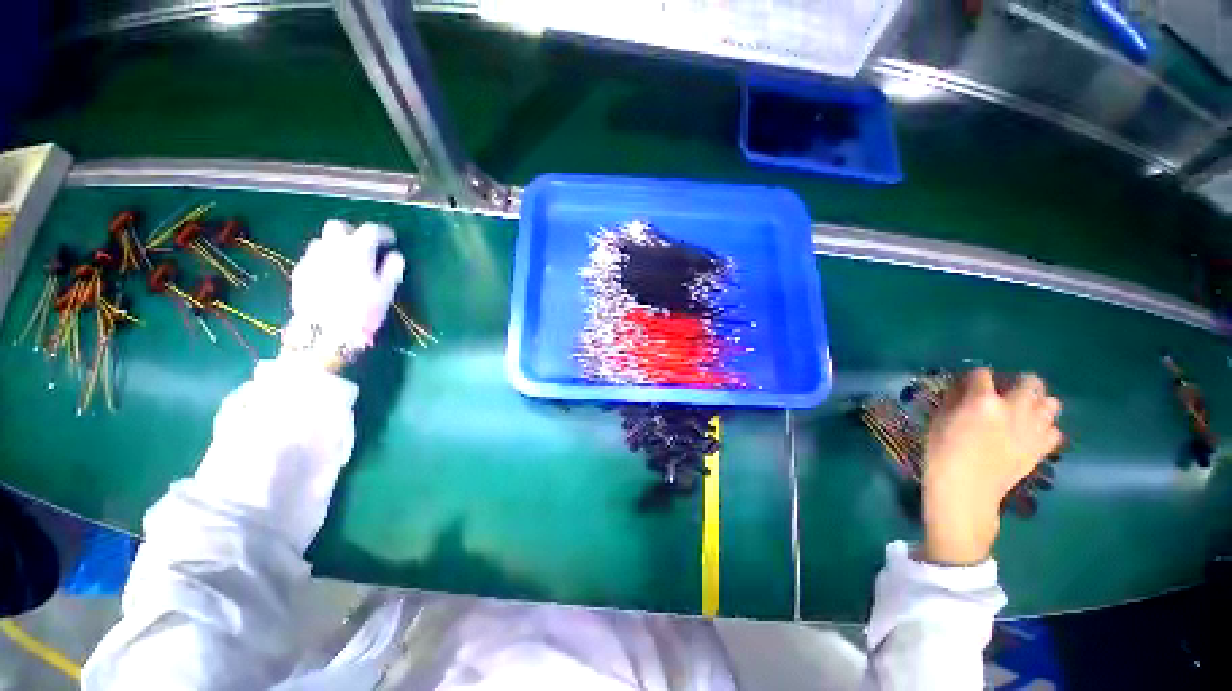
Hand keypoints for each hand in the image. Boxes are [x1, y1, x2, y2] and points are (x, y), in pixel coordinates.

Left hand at [281, 220, 404, 371]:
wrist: (325, 331)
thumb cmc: (362, 309)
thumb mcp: (386, 291)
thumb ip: (392, 269)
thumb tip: (395, 256)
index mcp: (357, 250)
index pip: (371, 230)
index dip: (383, 232)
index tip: (391, 240)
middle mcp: (332, 247)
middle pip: (339, 227)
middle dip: (353, 232)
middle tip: (365, 246)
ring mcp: (312, 258)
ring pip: (323, 241)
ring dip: (337, 245)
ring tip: (348, 261)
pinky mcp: (300, 272)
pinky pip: (313, 257)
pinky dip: (325, 260)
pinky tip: (332, 275)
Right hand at [918, 369, 1061, 565]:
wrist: (965, 491)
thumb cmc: (942, 454)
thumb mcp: (938, 422)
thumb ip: (953, 401)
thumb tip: (962, 390)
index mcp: (983, 401)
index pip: (982, 373)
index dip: (973, 377)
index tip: (966, 385)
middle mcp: (1015, 409)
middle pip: (1030, 381)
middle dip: (1016, 382)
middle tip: (1002, 393)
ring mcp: (1034, 429)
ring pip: (1051, 402)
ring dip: (1036, 403)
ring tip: (1021, 412)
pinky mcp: (1043, 448)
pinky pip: (1054, 430)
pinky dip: (1044, 428)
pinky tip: (1028, 434)